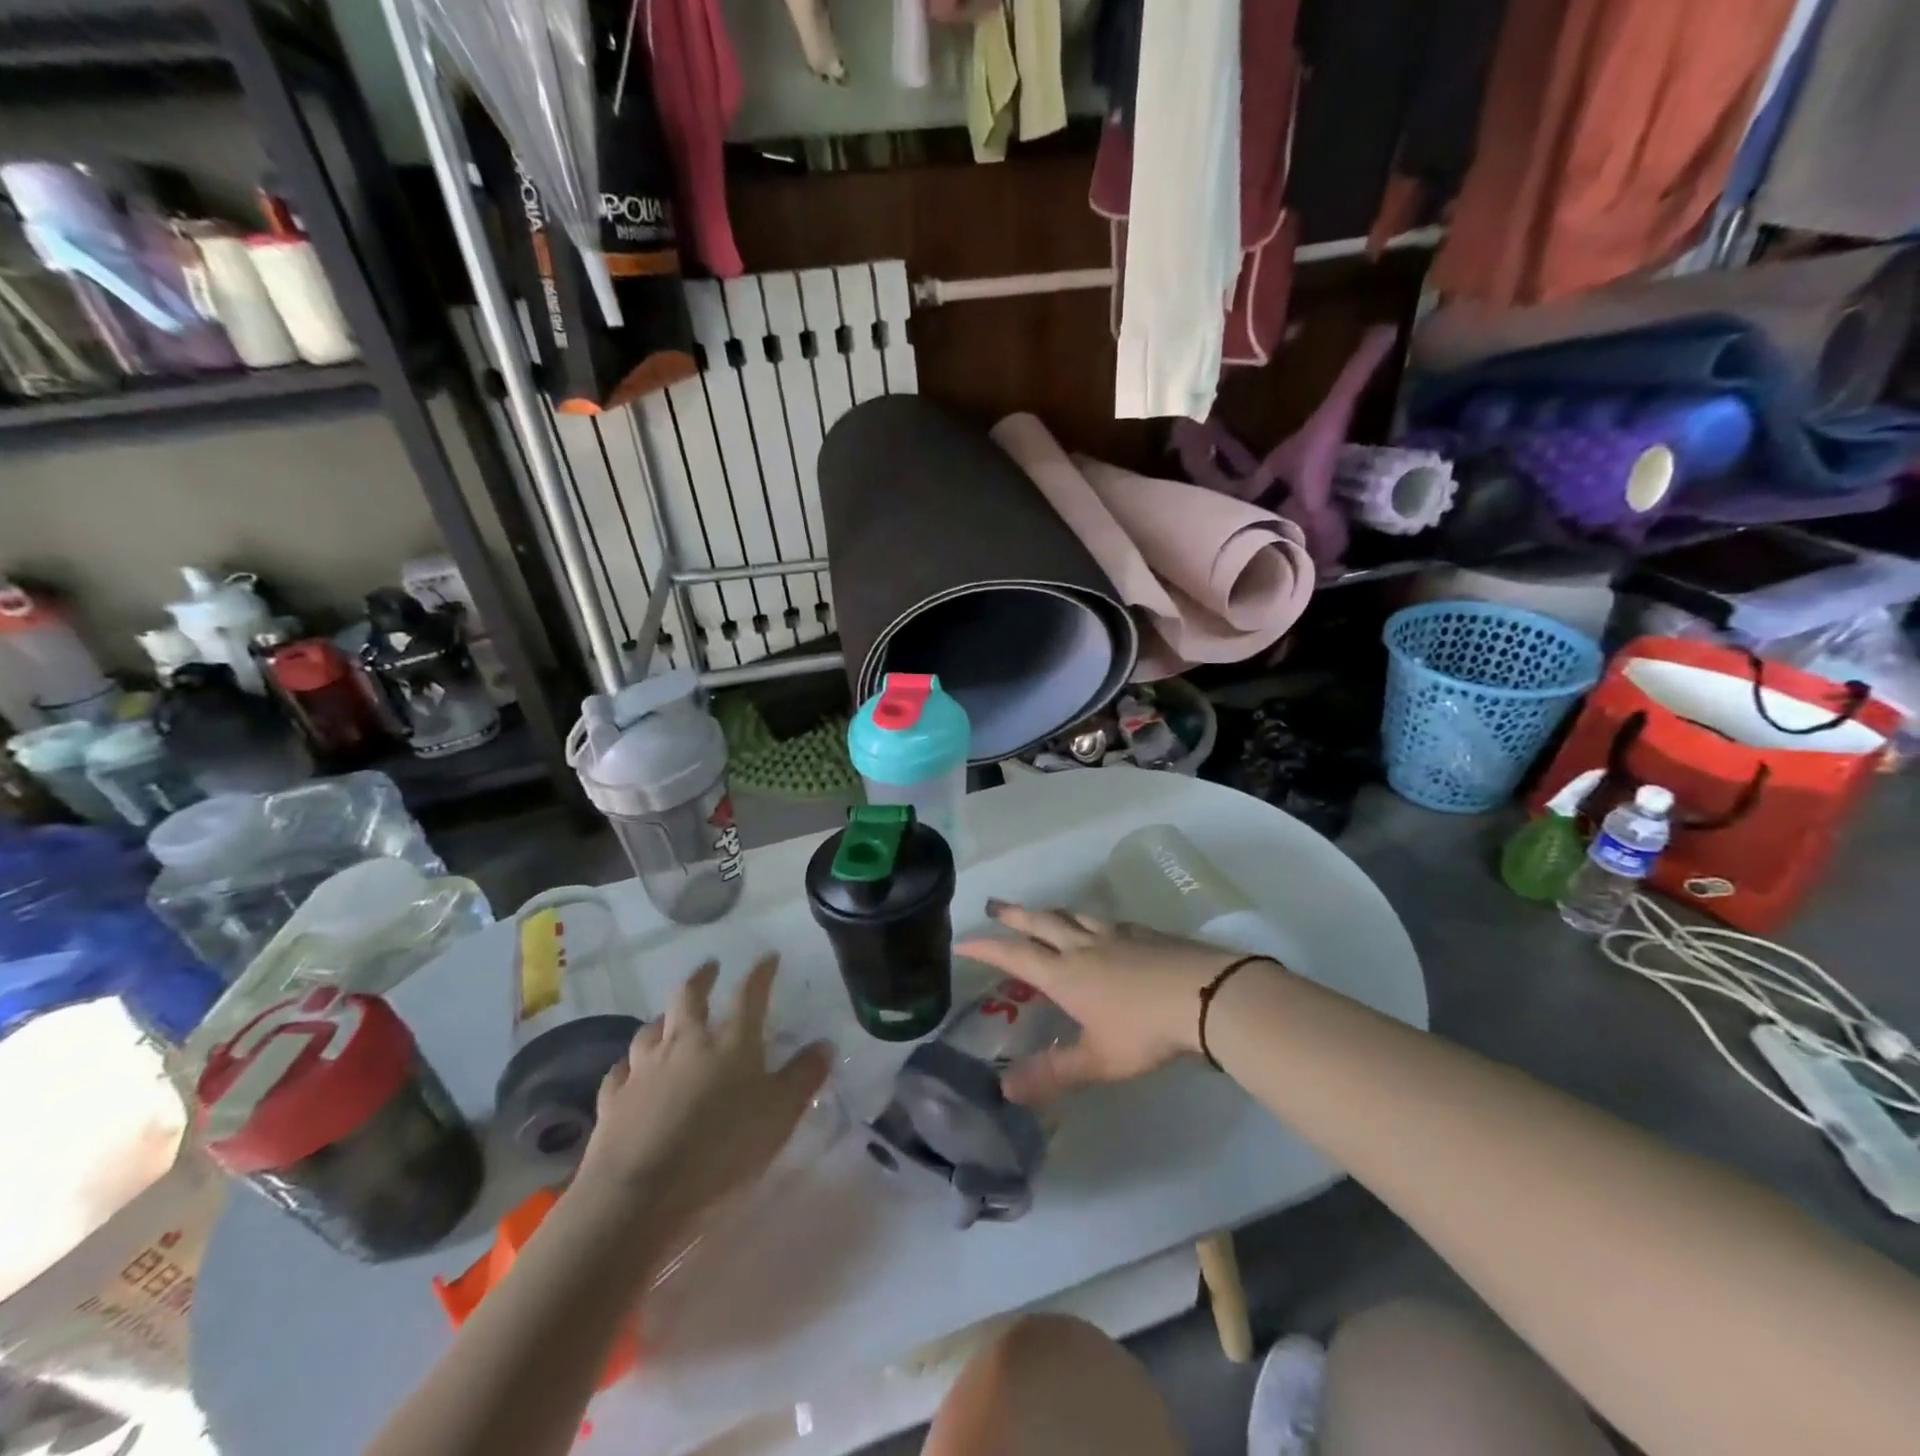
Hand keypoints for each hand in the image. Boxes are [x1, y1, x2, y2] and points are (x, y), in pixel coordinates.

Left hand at [575, 956, 830, 1237]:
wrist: (641, 1192)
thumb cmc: (723, 1148)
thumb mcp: (781, 1114)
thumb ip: (804, 1076)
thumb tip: (824, 1044)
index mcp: (731, 1041)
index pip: (749, 994)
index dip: (761, 973)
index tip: (768, 957)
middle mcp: (685, 1042)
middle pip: (689, 996)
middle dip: (702, 978)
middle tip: (710, 968)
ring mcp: (644, 1068)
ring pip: (650, 1029)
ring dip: (663, 1020)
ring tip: (668, 1019)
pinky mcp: (614, 1100)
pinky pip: (620, 1071)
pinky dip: (629, 1065)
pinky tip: (630, 1070)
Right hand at [956, 902, 1251, 1104]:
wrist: (1203, 994)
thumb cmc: (1144, 1029)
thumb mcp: (1097, 1060)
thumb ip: (1054, 1073)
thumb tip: (1005, 1090)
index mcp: (1065, 974)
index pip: (1015, 955)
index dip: (987, 947)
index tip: (964, 940)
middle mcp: (1083, 946)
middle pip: (1041, 922)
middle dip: (1014, 914)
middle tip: (994, 905)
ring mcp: (1115, 935)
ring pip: (1073, 915)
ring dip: (1051, 912)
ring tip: (1042, 912)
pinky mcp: (1144, 933)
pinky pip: (1106, 920)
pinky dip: (1090, 920)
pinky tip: (1101, 926)